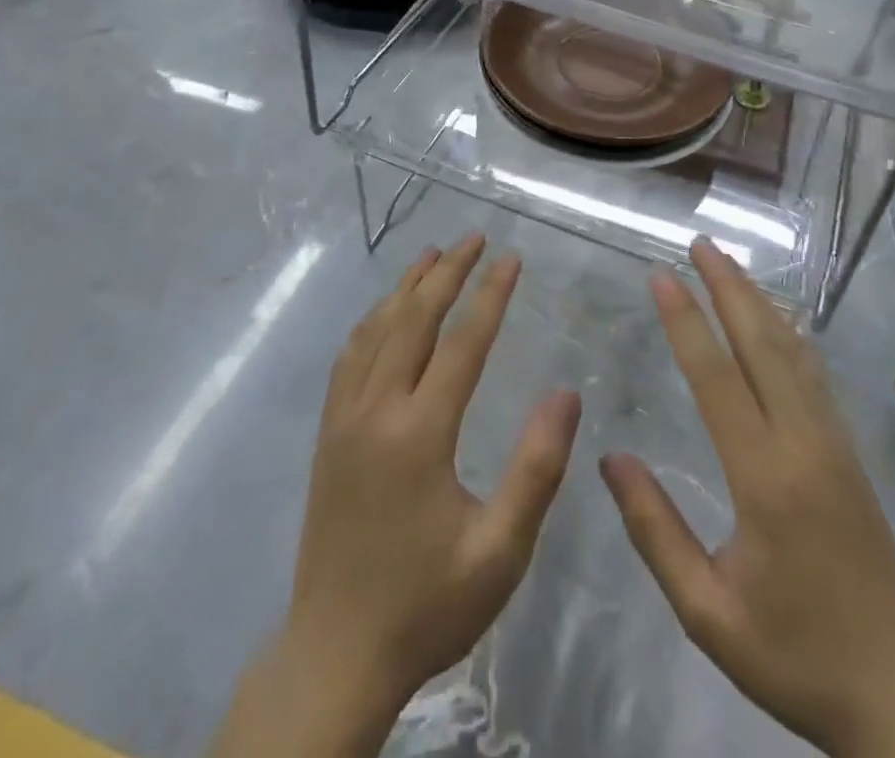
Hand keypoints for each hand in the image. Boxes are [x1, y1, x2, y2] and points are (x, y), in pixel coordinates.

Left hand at [216, 234, 580, 757]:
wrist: (334, 656)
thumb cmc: (427, 605)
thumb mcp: (500, 551)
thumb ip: (536, 469)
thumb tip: (567, 393)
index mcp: (419, 434)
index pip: (462, 343)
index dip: (490, 295)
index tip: (511, 258)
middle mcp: (376, 411)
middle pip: (413, 320)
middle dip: (446, 273)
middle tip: (473, 238)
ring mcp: (344, 420)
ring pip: (375, 331)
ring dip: (406, 288)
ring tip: (431, 256)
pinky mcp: (328, 435)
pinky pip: (349, 358)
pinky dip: (372, 321)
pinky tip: (384, 314)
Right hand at [600, 240, 894, 757]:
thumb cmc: (796, 658)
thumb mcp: (708, 613)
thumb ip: (655, 532)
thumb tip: (610, 459)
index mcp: (764, 479)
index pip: (716, 377)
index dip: (686, 321)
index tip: (662, 275)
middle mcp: (803, 443)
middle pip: (761, 344)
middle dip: (728, 287)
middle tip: (699, 244)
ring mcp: (833, 443)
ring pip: (792, 351)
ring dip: (758, 301)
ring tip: (729, 264)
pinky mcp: (849, 452)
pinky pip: (813, 374)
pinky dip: (788, 332)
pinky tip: (776, 319)